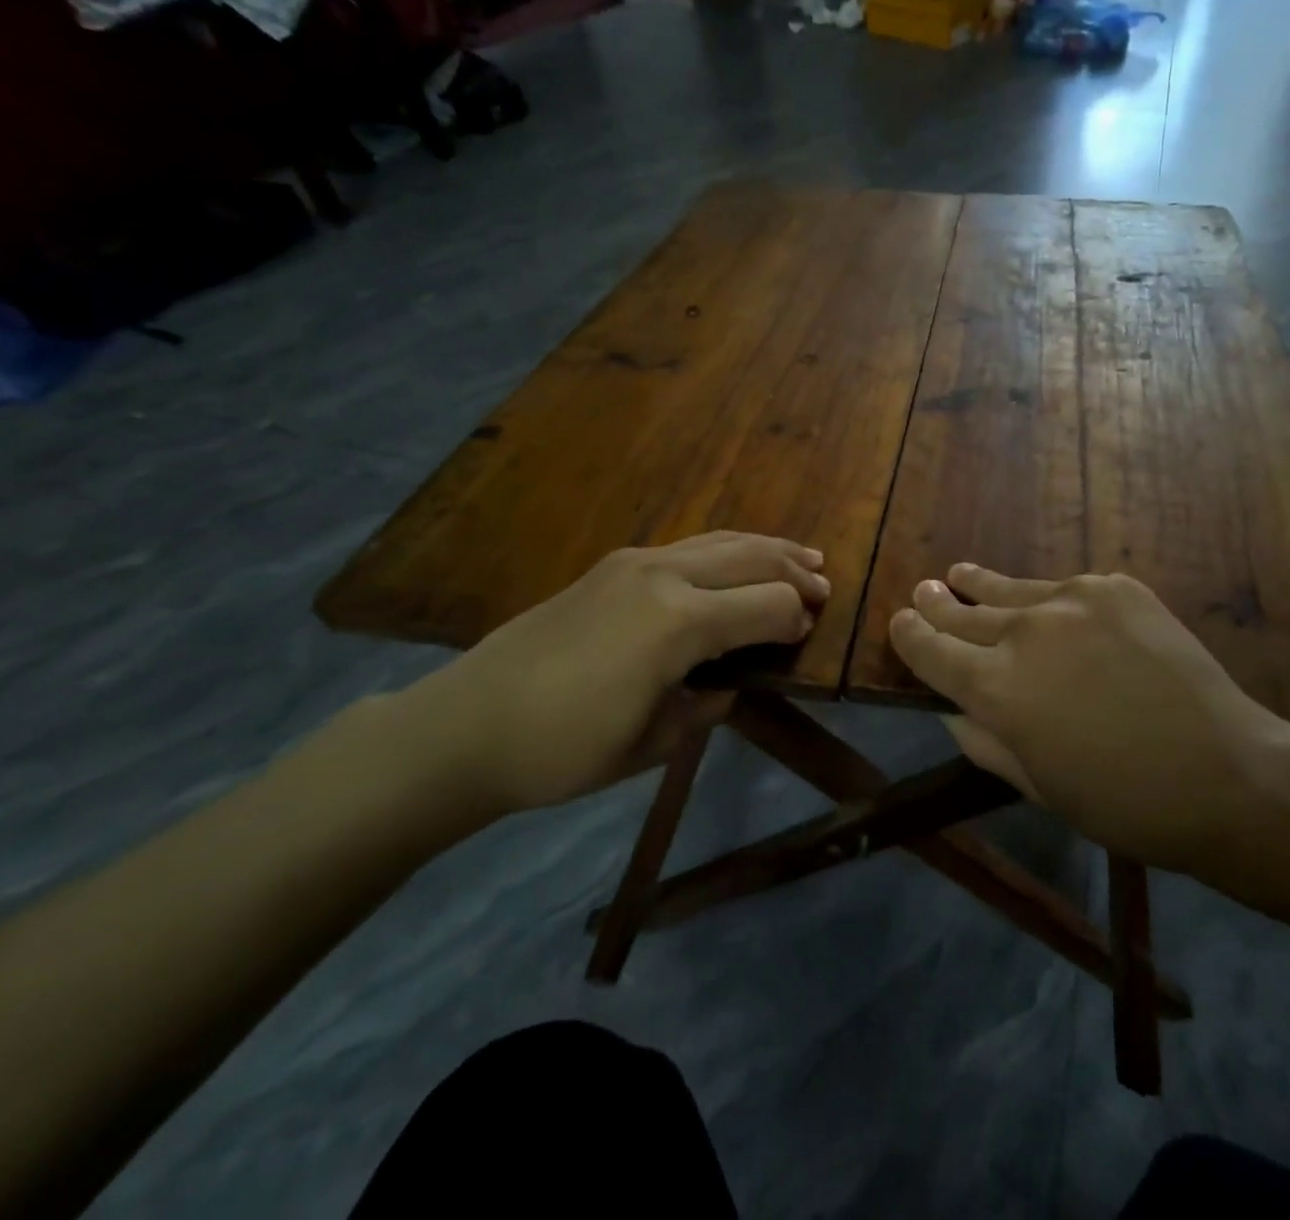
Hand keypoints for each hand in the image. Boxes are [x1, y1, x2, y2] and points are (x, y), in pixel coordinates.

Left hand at [399, 532, 827, 814]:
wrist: (465, 724)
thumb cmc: (562, 749)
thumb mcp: (650, 744)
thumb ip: (705, 705)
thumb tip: (730, 681)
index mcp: (679, 623)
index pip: (767, 606)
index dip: (796, 620)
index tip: (807, 637)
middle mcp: (664, 576)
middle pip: (751, 558)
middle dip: (793, 571)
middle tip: (824, 584)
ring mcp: (635, 562)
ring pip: (720, 541)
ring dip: (764, 549)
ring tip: (799, 556)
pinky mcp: (613, 564)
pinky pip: (688, 546)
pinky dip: (725, 550)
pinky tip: (733, 563)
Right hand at [889, 565, 1289, 890]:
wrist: (1229, 774)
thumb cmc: (1125, 803)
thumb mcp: (1039, 787)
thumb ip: (985, 743)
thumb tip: (952, 711)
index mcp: (996, 689)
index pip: (931, 650)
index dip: (909, 635)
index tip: (900, 623)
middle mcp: (1024, 633)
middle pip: (964, 611)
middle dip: (938, 603)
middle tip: (925, 591)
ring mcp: (1071, 601)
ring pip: (1009, 589)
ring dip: (980, 584)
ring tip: (959, 572)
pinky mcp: (1114, 587)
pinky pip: (1064, 588)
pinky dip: (1047, 598)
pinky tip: (1046, 602)